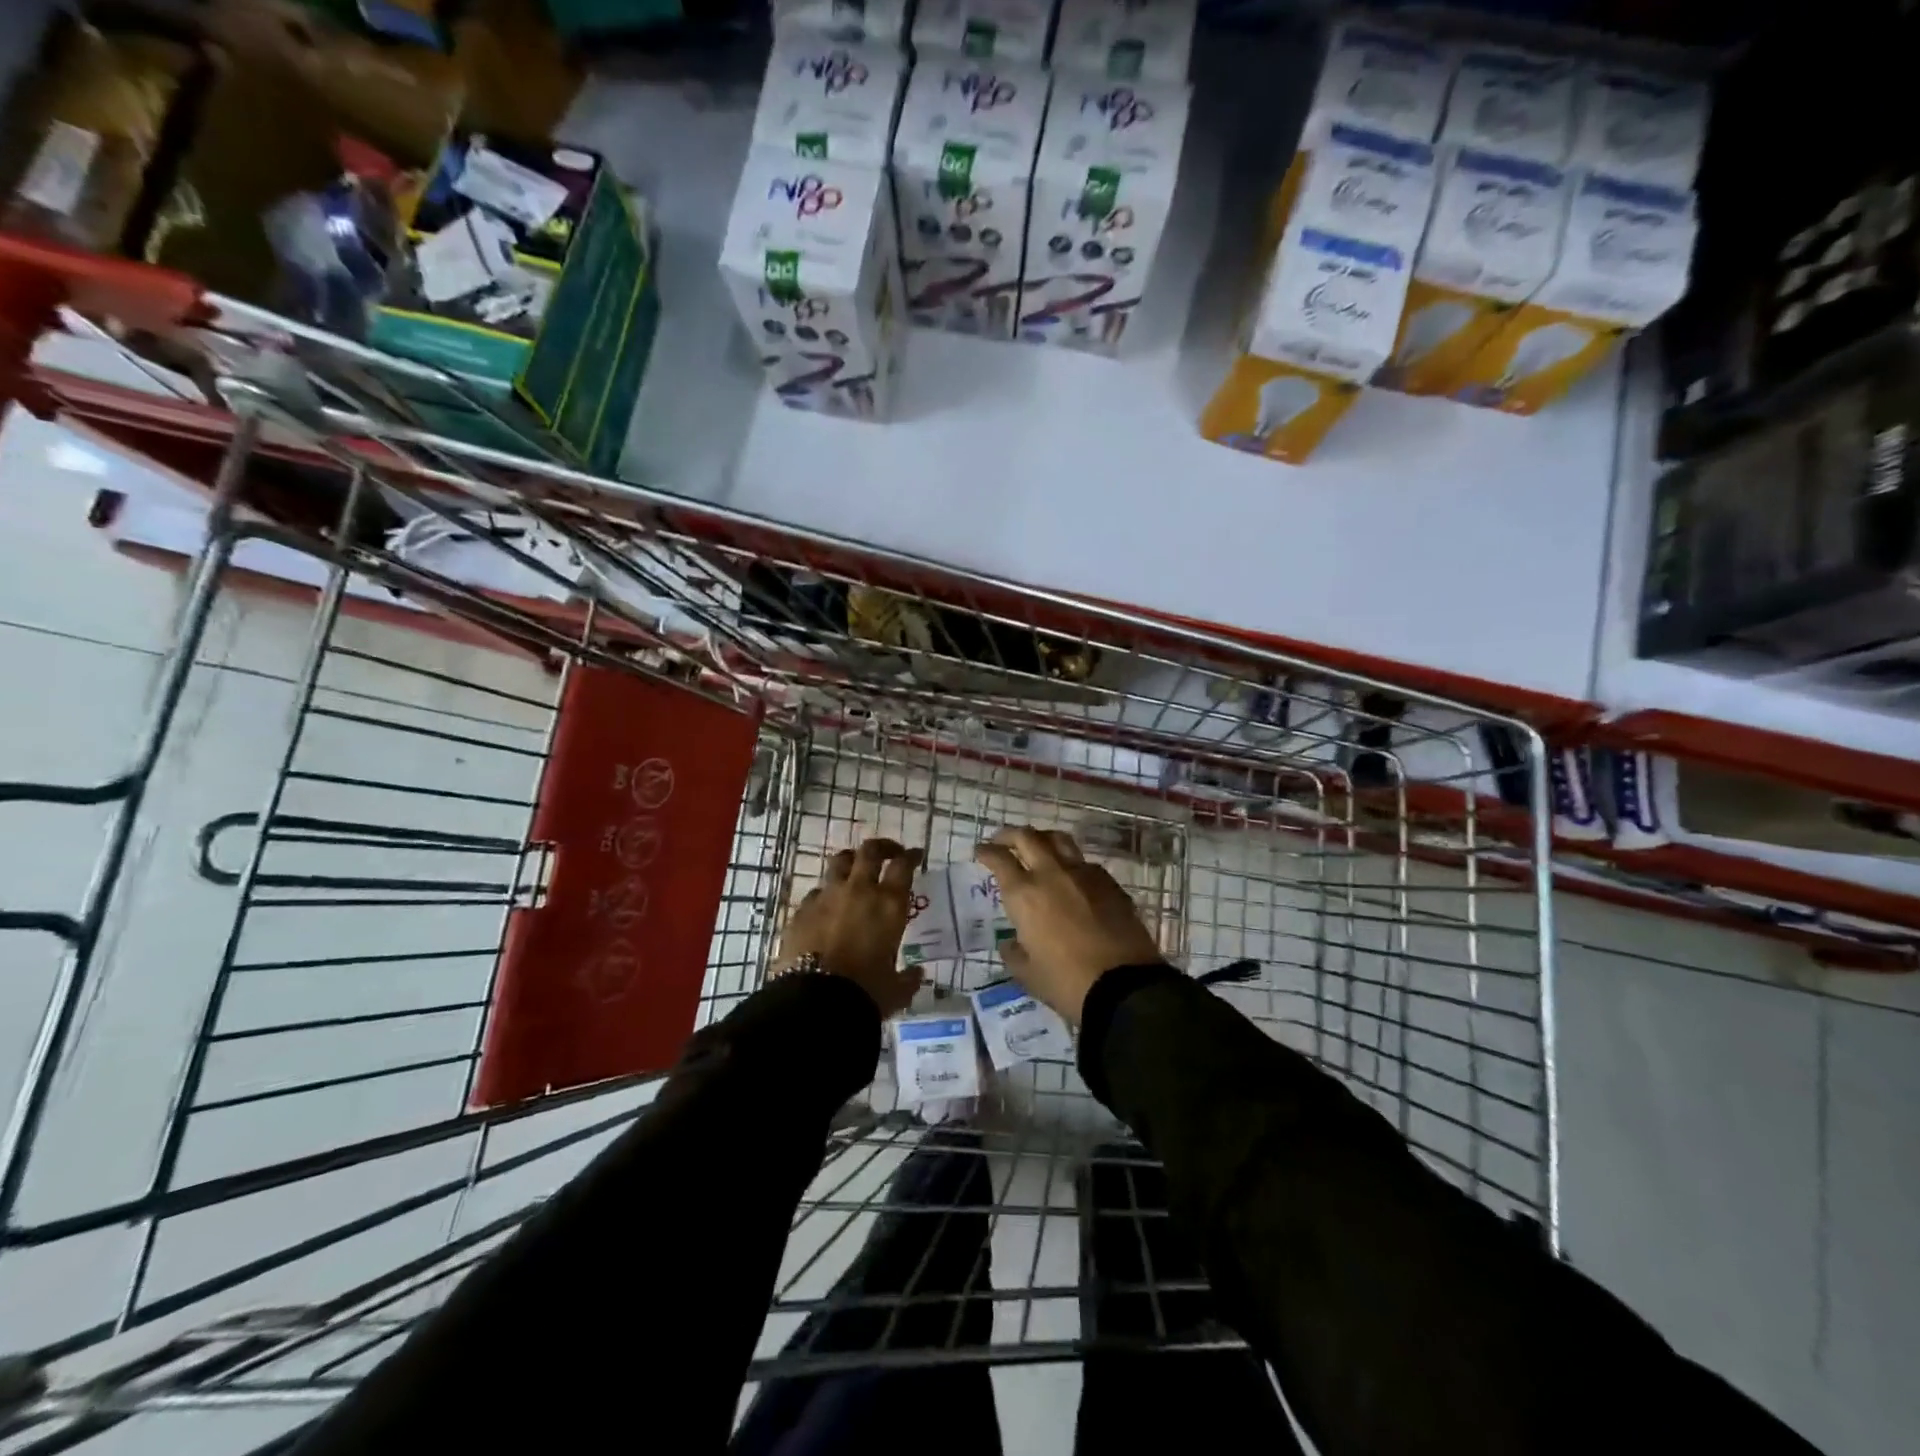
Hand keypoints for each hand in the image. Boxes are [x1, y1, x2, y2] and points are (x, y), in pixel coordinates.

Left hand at [772, 838, 924, 1016]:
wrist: (814, 1000)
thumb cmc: (865, 992)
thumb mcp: (895, 990)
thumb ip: (908, 979)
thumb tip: (916, 974)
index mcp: (889, 904)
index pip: (904, 865)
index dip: (911, 856)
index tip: (915, 856)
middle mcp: (859, 890)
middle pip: (870, 851)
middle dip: (882, 847)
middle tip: (889, 853)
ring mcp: (827, 896)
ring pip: (840, 862)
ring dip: (851, 862)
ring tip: (855, 870)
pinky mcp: (802, 910)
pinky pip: (817, 892)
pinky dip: (826, 895)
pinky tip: (827, 908)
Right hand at [975, 828, 1163, 1025]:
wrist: (1124, 986)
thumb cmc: (1067, 983)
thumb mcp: (1028, 975)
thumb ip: (1013, 954)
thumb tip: (1010, 943)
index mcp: (1025, 895)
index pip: (1000, 859)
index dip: (987, 851)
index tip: (980, 851)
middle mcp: (1052, 874)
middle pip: (1028, 837)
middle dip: (1010, 835)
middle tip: (1003, 841)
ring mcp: (1084, 874)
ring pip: (1059, 840)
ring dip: (1042, 839)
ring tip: (1037, 847)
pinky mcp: (1110, 883)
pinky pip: (1084, 862)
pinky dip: (1070, 862)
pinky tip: (1071, 877)